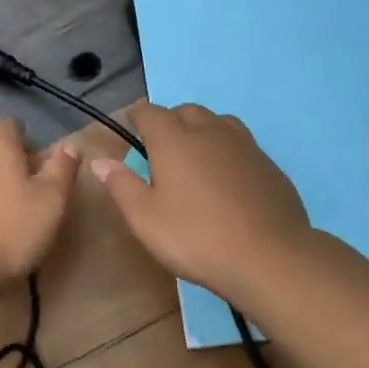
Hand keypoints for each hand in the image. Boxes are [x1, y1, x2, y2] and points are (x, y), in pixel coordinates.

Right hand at [89, 104, 312, 305]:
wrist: (268, 257)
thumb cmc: (196, 237)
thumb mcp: (146, 218)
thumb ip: (121, 185)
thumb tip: (99, 161)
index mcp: (174, 140)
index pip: (150, 112)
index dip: (137, 116)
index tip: (131, 127)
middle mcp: (210, 131)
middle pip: (186, 111)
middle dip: (170, 121)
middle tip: (161, 148)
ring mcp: (244, 145)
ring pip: (218, 122)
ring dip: (201, 130)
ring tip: (195, 157)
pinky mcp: (268, 164)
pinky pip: (241, 144)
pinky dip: (227, 151)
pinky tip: (227, 179)